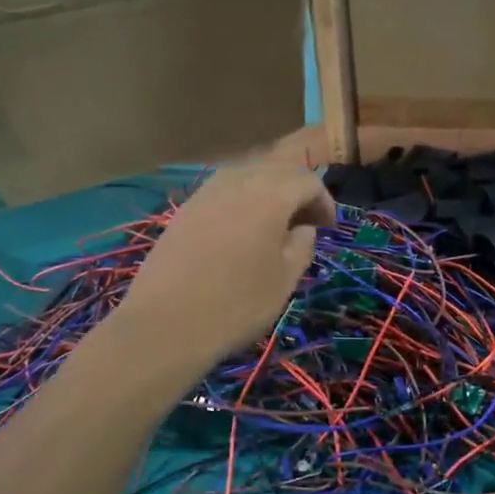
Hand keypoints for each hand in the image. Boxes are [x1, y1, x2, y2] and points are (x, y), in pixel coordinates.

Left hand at [117, 162, 334, 369]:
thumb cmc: (237, 304)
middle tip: (306, 220)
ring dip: (268, 190)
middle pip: (276, 169)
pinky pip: (223, 190)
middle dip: (297, 189)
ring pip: (247, 174)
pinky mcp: (184, 210)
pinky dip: (242, 199)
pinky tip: (242, 229)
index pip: (307, 181)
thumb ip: (302, 245)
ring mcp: (206, 193)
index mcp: (270, 195)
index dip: (324, 201)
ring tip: (276, 223)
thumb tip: (302, 227)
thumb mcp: (285, 280)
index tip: (328, 227)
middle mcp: (237, 182)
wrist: (166, 324)